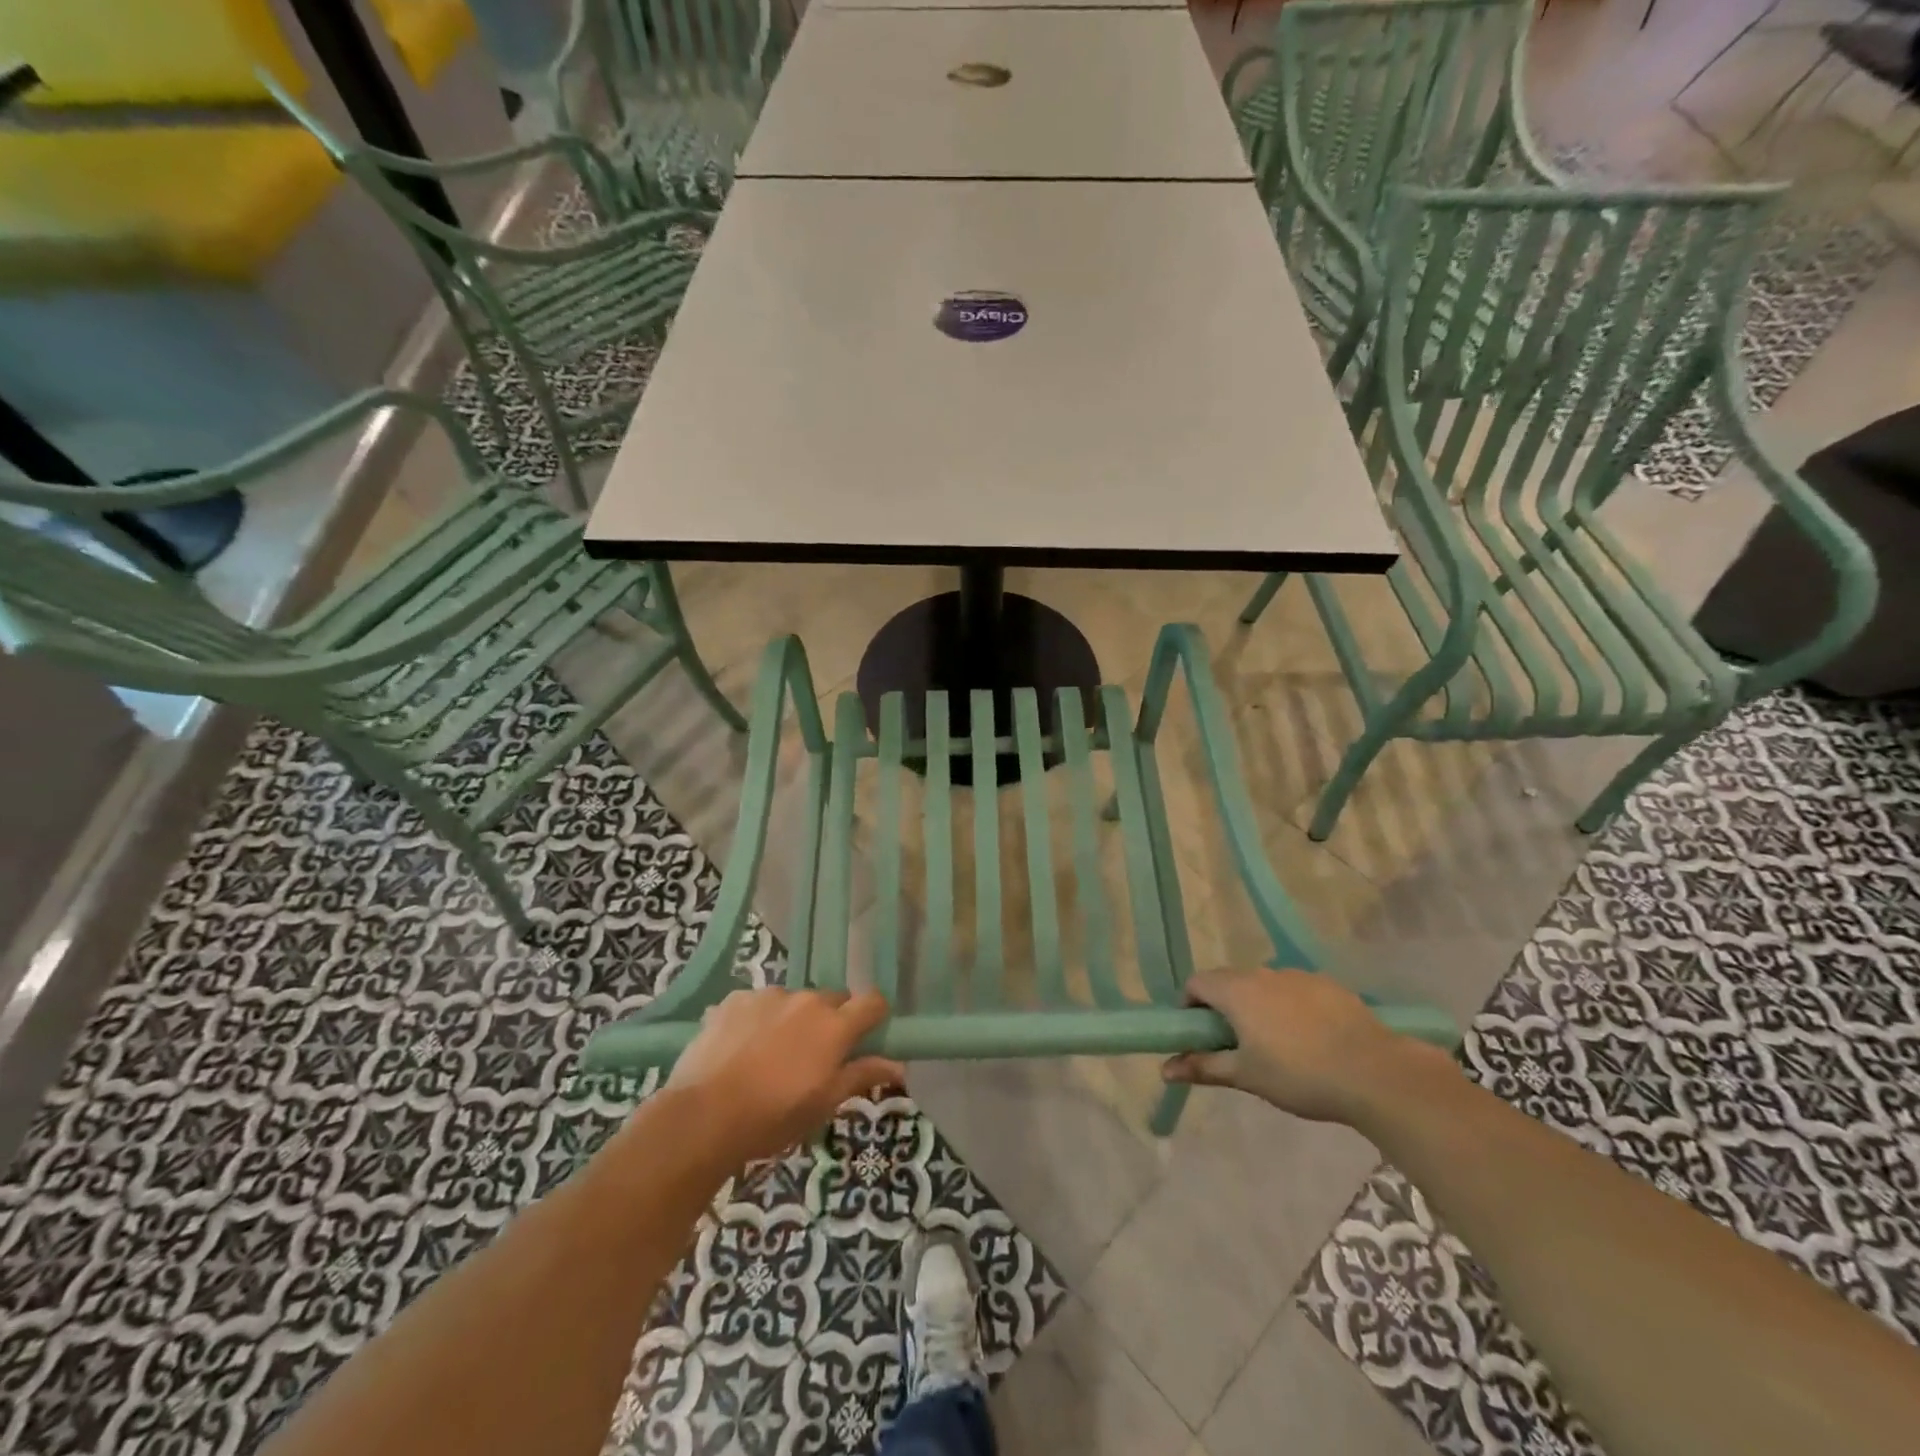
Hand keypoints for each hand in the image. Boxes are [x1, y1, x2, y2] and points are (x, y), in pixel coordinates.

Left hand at [668, 988, 905, 1163]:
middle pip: (831, 999)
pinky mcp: (733, 1000)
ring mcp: (767, 996)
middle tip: (815, 1056)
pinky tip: (740, 1050)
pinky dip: (756, 1020)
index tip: (868, 1036)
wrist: (703, 1116)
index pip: (872, 1001)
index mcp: (834, 1025)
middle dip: (830, 1021)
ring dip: (791, 1020)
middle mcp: (805, 1000)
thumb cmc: (773, 1117)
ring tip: (770, 1056)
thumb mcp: (824, 1104)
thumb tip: (898, 1065)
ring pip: (792, 1001)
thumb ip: (861, 1075)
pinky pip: (756, 1004)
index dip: (874, 1016)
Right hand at [1162, 968, 1443, 1124]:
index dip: (1190, 1006)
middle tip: (1236, 1045)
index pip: (1196, 983)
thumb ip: (1203, 1067)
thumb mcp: (1246, 1076)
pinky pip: (1296, 991)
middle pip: (1229, 981)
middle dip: (1224, 1008)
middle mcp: (1262, 973)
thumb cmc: (1299, 1075)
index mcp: (1236, 991)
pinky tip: (1311, 1039)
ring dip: (1259, 1006)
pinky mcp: (1329, 985)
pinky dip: (1291, 1007)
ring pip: (1264, 985)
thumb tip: (1164, 1069)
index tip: (1200, 1035)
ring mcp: (1298, 976)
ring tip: (1278, 1045)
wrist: (1375, 1073)